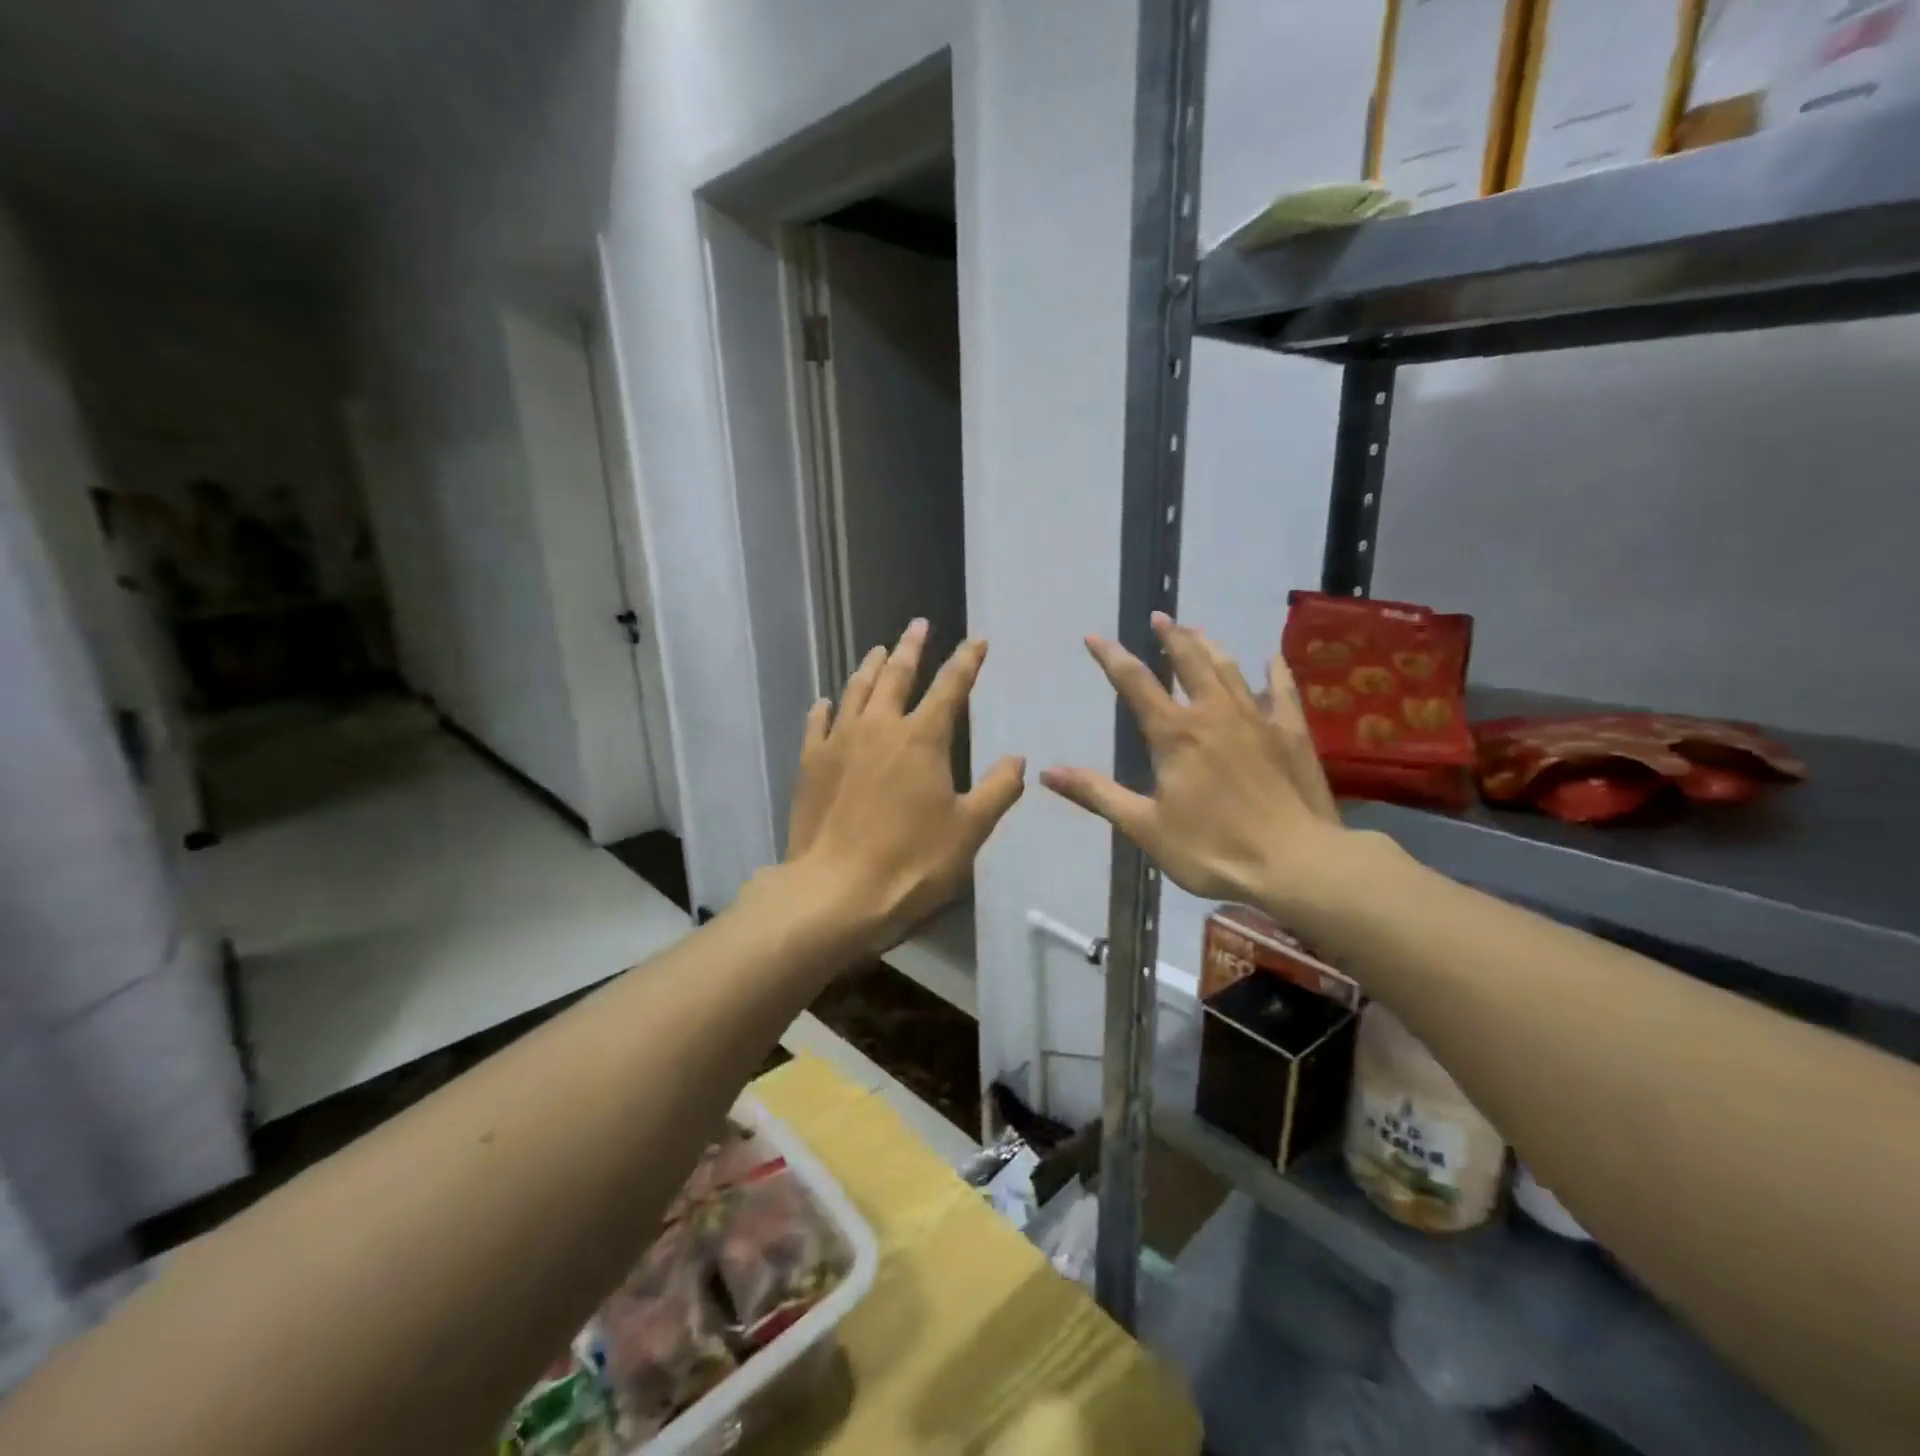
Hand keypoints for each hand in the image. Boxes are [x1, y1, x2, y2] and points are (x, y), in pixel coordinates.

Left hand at [777, 619, 1024, 960]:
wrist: (835, 891)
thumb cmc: (911, 862)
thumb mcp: (969, 830)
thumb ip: (998, 790)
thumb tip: (1018, 759)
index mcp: (922, 738)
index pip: (951, 686)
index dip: (966, 660)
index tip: (976, 640)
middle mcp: (879, 727)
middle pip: (897, 675)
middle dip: (911, 647)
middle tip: (918, 625)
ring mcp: (839, 742)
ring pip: (856, 690)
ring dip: (870, 667)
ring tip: (879, 650)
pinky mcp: (810, 763)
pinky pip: (818, 724)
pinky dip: (826, 708)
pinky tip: (826, 702)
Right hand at [1042, 613, 1350, 921]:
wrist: (1297, 863)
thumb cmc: (1213, 849)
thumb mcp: (1145, 826)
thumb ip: (1097, 794)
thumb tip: (1047, 772)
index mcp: (1175, 734)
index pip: (1135, 684)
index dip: (1111, 657)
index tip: (1094, 636)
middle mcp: (1214, 714)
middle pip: (1188, 662)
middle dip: (1170, 638)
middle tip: (1159, 617)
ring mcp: (1257, 719)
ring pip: (1230, 669)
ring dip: (1210, 646)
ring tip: (1197, 630)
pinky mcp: (1291, 734)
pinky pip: (1281, 691)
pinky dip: (1274, 672)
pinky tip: (1271, 658)